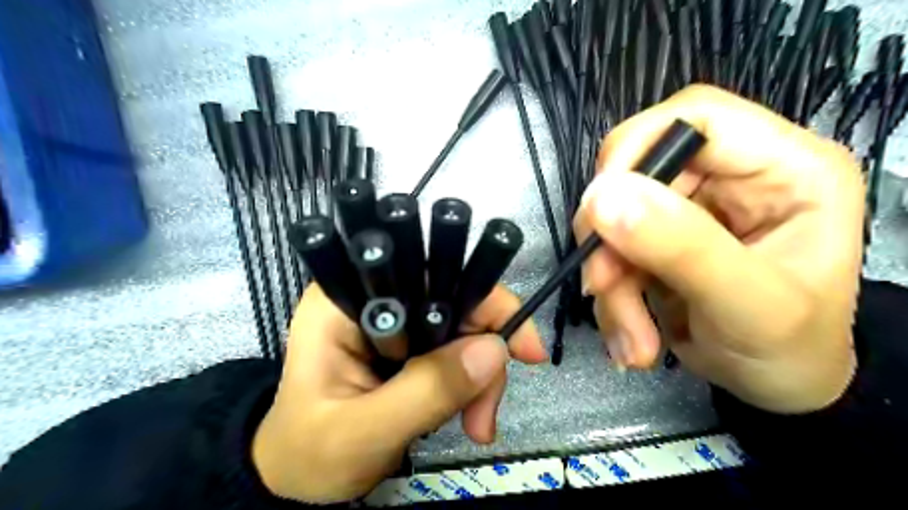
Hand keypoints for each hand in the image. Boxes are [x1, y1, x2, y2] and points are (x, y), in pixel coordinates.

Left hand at [251, 285, 540, 503]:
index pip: (428, 273)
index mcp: (348, 298)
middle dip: (484, 353)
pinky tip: (468, 418)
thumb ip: (425, 391)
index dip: (483, 300)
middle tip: (485, 414)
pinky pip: (458, 350)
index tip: (523, 349)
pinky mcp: (410, 342)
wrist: (300, 476)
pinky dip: (473, 383)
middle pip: (456, 299)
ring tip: (476, 426)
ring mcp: (396, 319)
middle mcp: (376, 295)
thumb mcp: (363, 431)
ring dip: (482, 376)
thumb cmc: (312, 454)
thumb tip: (495, 351)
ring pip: (464, 327)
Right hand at [578, 85, 859, 414]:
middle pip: (636, 173)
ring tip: (632, 336)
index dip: (636, 149)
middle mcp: (729, 177)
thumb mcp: (748, 305)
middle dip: (612, 237)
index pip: (694, 116)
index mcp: (783, 166)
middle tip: (603, 285)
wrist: (774, 387)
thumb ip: (682, 247)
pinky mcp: (657, 240)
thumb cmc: (790, 350)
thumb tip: (602, 197)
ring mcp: (688, 209)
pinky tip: (632, 335)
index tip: (600, 208)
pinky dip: (610, 296)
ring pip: (614, 220)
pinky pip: (611, 252)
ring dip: (610, 280)